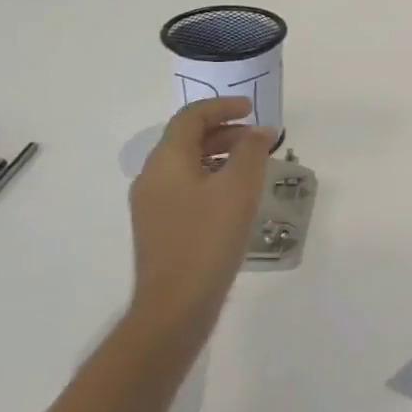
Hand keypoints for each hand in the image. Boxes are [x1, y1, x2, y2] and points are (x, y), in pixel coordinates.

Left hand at [127, 99, 273, 338]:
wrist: (176, 305)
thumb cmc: (209, 238)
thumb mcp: (240, 188)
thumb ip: (251, 151)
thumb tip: (259, 131)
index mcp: (167, 161)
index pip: (191, 117)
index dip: (223, 107)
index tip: (252, 109)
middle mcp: (152, 176)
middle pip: (186, 138)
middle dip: (224, 131)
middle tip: (258, 139)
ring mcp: (152, 204)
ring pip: (186, 164)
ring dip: (219, 155)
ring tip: (252, 166)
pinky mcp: (159, 227)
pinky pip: (185, 187)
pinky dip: (211, 178)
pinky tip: (234, 197)